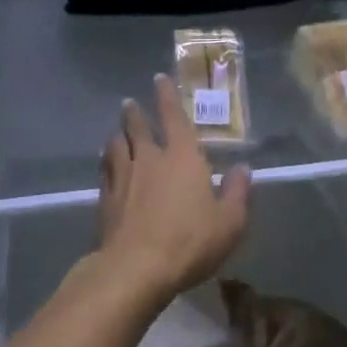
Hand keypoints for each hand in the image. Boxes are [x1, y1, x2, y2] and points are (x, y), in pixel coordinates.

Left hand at [95, 74, 249, 306]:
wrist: (136, 268)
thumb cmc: (190, 241)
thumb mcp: (230, 222)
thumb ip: (237, 192)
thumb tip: (242, 168)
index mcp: (182, 157)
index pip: (173, 117)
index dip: (167, 96)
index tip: (159, 79)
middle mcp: (149, 159)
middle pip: (137, 127)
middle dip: (135, 112)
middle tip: (130, 103)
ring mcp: (123, 178)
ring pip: (116, 146)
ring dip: (117, 135)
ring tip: (116, 132)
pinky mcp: (105, 200)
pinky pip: (105, 172)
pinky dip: (107, 163)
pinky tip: (107, 168)